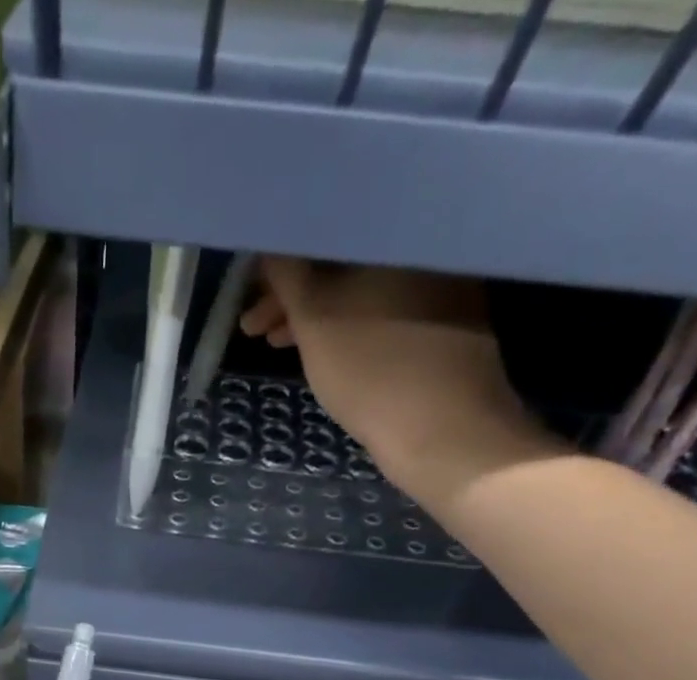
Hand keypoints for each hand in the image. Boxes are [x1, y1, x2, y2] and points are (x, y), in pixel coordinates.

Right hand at [240, 257, 560, 516]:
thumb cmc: (371, 370)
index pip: (325, 231)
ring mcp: (440, 283)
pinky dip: (348, 325)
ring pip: (361, 288)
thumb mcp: (314, 320)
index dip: (280, 262)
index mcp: (395, 231)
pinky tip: (324, 350)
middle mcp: (423, 246)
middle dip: (294, 294)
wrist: (444, 432)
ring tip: (277, 345)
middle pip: (343, 261)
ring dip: (316, 314)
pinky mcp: (445, 321)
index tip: (251, 293)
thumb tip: (271, 244)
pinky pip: (382, 309)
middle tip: (255, 328)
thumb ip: (287, 275)